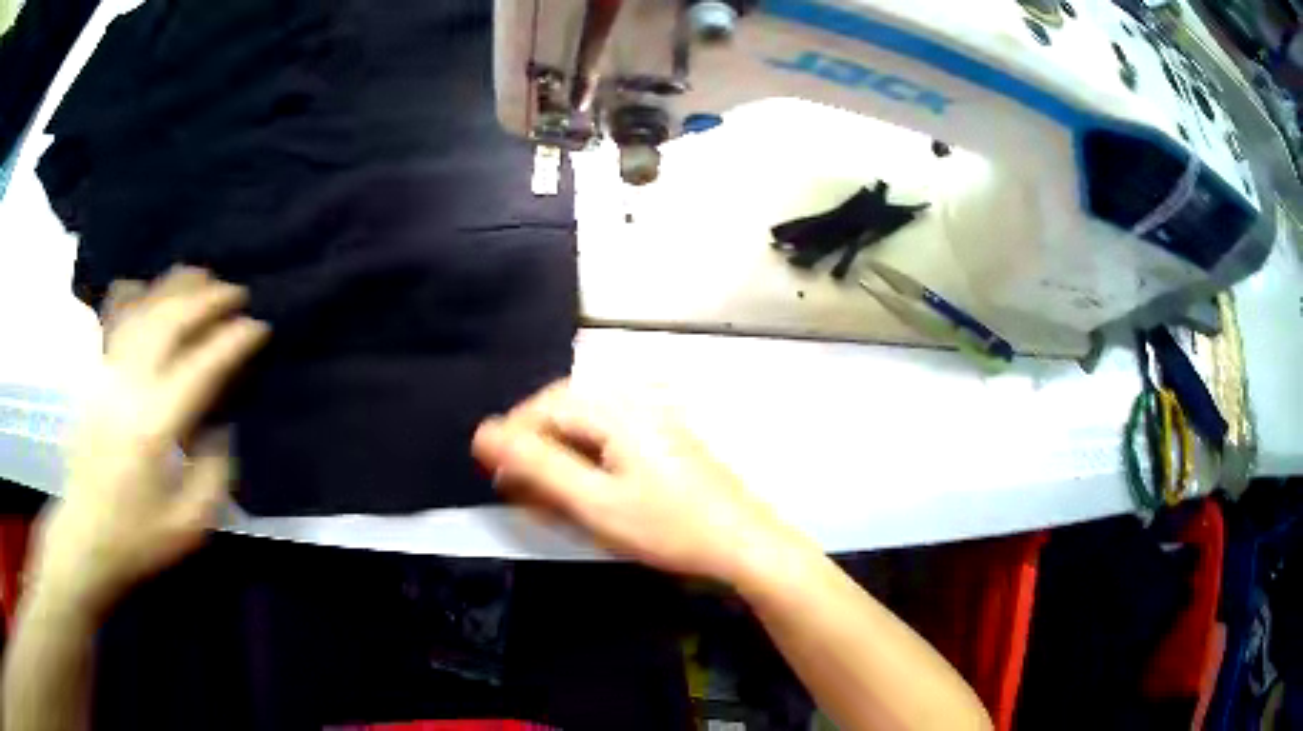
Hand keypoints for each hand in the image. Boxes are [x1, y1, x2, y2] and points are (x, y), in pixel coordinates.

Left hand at [29, 268, 268, 617]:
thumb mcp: (190, 525)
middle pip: (170, 321)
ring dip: (174, 288)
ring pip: (142, 310)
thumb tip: (220, 426)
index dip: (233, 341)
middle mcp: (129, 387)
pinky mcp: (94, 376)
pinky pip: (115, 320)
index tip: (258, 327)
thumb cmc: (137, 538)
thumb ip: (214, 473)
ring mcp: (107, 375)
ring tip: (201, 276)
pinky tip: (150, 289)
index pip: (201, 366)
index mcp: (155, 426)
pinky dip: (136, 295)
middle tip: (235, 292)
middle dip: (207, 299)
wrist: (85, 537)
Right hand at [472, 381, 801, 584]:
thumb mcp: (594, 502)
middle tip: (518, 484)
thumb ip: (537, 466)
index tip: (496, 476)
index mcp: (616, 407)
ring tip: (547, 490)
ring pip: (586, 422)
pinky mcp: (665, 435)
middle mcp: (635, 399)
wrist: (742, 543)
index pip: (543, 406)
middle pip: (565, 408)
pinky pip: (610, 433)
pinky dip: (587, 456)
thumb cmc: (667, 528)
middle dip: (535, 444)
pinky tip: (586, 485)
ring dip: (559, 451)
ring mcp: (655, 415)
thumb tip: (484, 434)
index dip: (512, 438)